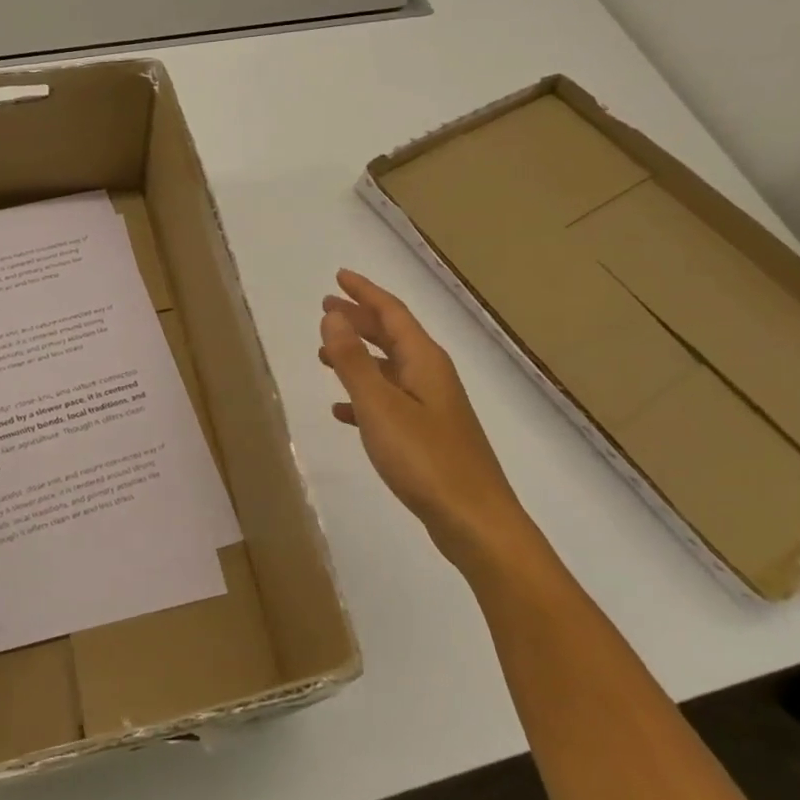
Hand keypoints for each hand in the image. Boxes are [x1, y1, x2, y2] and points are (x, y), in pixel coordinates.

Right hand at [318, 269, 525, 553]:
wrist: (474, 522)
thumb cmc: (425, 459)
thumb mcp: (380, 406)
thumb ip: (353, 361)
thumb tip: (332, 316)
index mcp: (424, 361)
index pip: (392, 312)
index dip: (364, 292)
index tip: (338, 277)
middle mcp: (431, 376)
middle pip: (392, 335)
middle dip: (360, 319)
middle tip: (326, 309)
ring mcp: (432, 407)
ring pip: (389, 368)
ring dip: (358, 356)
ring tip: (324, 354)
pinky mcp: (428, 436)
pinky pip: (390, 402)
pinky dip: (365, 396)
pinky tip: (343, 410)